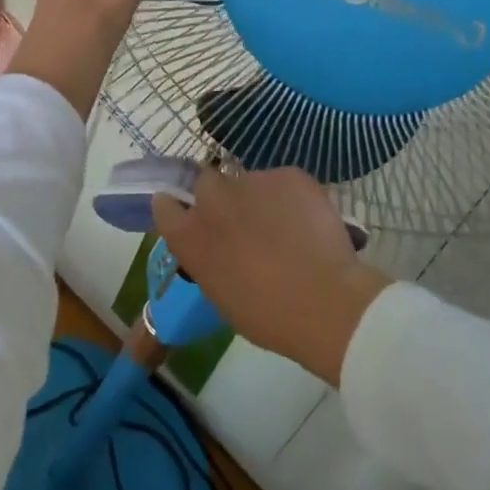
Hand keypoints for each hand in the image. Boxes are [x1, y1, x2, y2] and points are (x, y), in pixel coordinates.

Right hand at [151, 167, 390, 386]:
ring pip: (249, 182)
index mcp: (188, 234)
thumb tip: (217, 247)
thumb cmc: (266, 315)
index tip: (192, 219)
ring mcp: (250, 181)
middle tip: (242, 221)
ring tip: (285, 226)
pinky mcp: (287, 174)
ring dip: (258, 199)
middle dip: (219, 197)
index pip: (165, 204)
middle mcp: (211, 198)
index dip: (179, 209)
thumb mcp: (219, 292)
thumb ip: (208, 257)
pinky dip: (291, 198)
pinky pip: (283, 182)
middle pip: (206, 182)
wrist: (324, 303)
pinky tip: (308, 223)